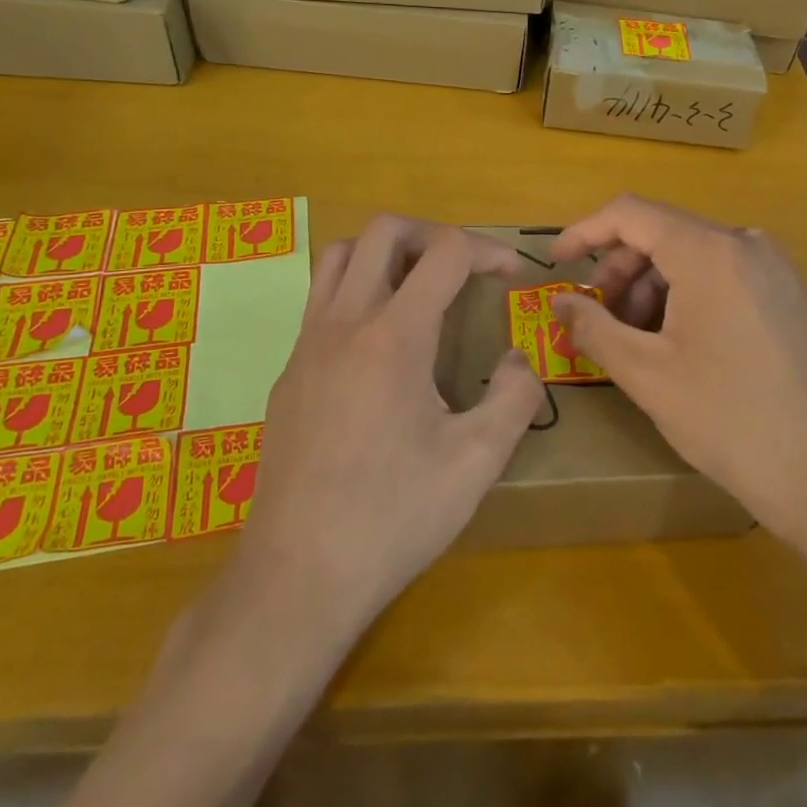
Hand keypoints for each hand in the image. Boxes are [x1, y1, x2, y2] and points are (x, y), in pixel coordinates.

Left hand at [216, 217, 543, 641]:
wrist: (297, 575)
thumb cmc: (394, 516)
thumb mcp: (477, 462)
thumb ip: (515, 397)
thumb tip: (518, 360)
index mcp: (394, 336)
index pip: (444, 252)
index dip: (487, 250)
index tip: (512, 273)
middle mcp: (344, 323)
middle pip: (383, 231)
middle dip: (432, 234)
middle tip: (462, 269)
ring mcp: (306, 345)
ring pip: (339, 255)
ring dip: (385, 253)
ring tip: (418, 288)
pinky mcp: (287, 373)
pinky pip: (320, 300)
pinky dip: (356, 290)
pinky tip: (379, 345)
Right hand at [550, 196, 806, 548]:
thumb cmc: (725, 419)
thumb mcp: (645, 374)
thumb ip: (592, 326)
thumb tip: (559, 301)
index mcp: (710, 252)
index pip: (631, 214)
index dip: (585, 233)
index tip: (556, 264)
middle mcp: (747, 243)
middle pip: (663, 233)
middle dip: (621, 270)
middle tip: (599, 317)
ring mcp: (775, 266)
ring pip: (693, 254)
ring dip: (653, 285)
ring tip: (639, 338)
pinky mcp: (789, 292)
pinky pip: (724, 272)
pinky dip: (688, 293)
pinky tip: (680, 341)